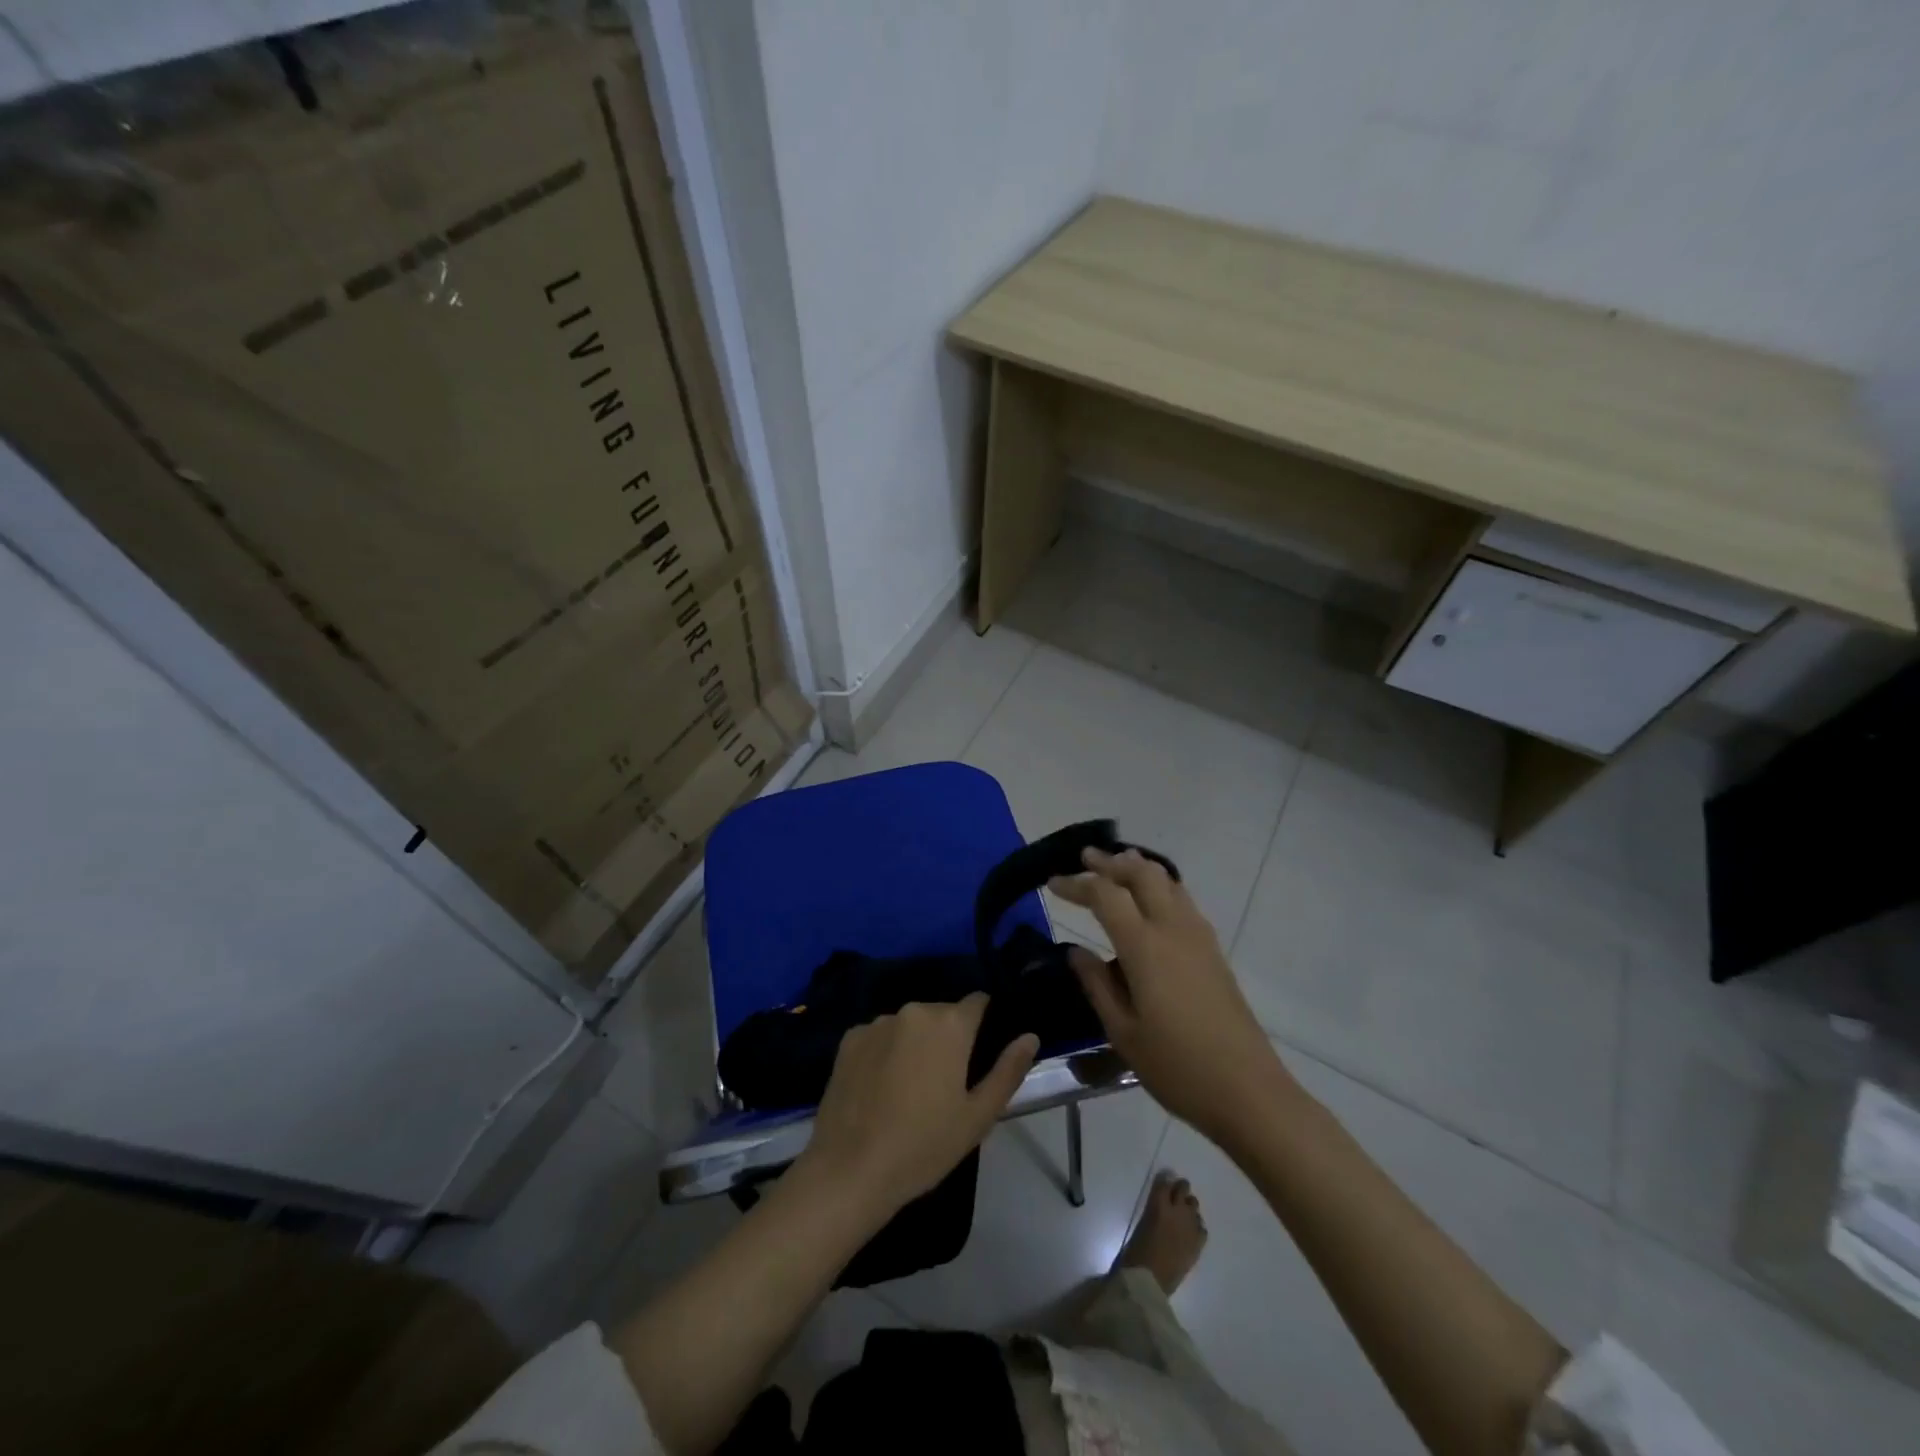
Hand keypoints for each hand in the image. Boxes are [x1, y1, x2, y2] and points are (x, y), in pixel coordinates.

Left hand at [798, 994, 1037, 1218]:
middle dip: (949, 1037)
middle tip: (947, 1082)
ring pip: (909, 1024)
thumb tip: (1030, 1036)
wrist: (850, 1170)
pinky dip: (886, 1051)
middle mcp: (914, 1010)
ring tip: (911, 1088)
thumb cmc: (924, 1146)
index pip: (978, 1002)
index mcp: (950, 1024)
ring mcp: (877, 1022)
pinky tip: (880, 1088)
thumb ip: (1008, 1070)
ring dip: (916, 1043)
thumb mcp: (978, 1116)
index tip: (982, 1053)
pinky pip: (879, 1036)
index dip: (984, 1022)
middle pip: (942, 1013)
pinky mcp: (849, 1039)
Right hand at [1051, 848, 1289, 1142]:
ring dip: (1138, 867)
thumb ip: (1097, 985)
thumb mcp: (1123, 1032)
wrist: (1247, 1090)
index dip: (1076, 883)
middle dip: (1110, 862)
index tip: (1052, 882)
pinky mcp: (1213, 950)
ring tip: (1116, 866)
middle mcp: (1173, 929)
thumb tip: (1076, 951)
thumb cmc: (1176, 1066)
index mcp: (1144, 946)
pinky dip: (1159, 886)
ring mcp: (1198, 937)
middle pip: (1141, 873)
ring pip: (1166, 881)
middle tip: (1084, 858)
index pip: (1105, 895)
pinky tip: (1150, 902)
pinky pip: (1182, 899)